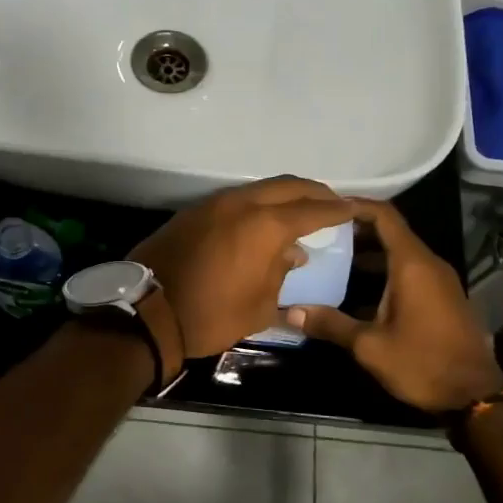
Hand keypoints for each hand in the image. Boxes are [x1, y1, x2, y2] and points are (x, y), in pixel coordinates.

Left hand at [132, 177, 354, 360]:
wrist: (148, 312)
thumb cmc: (211, 315)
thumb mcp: (259, 306)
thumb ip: (281, 274)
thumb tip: (293, 254)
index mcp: (265, 225)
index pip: (312, 210)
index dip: (336, 209)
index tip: (355, 208)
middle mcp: (242, 203)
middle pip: (287, 186)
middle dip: (314, 192)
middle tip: (332, 201)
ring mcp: (213, 203)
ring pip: (259, 188)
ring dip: (284, 195)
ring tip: (300, 210)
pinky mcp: (193, 211)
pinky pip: (236, 199)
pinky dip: (257, 204)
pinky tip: (262, 221)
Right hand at [287, 198, 502, 413]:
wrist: (475, 396)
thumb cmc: (422, 363)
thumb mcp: (369, 346)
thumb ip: (331, 323)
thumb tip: (291, 312)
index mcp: (412, 264)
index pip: (383, 215)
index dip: (355, 205)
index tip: (325, 207)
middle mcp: (429, 264)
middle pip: (390, 232)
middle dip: (355, 230)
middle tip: (318, 235)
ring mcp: (439, 281)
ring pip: (399, 253)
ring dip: (367, 254)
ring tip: (330, 260)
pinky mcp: (442, 298)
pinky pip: (409, 271)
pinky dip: (383, 271)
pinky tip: (356, 290)